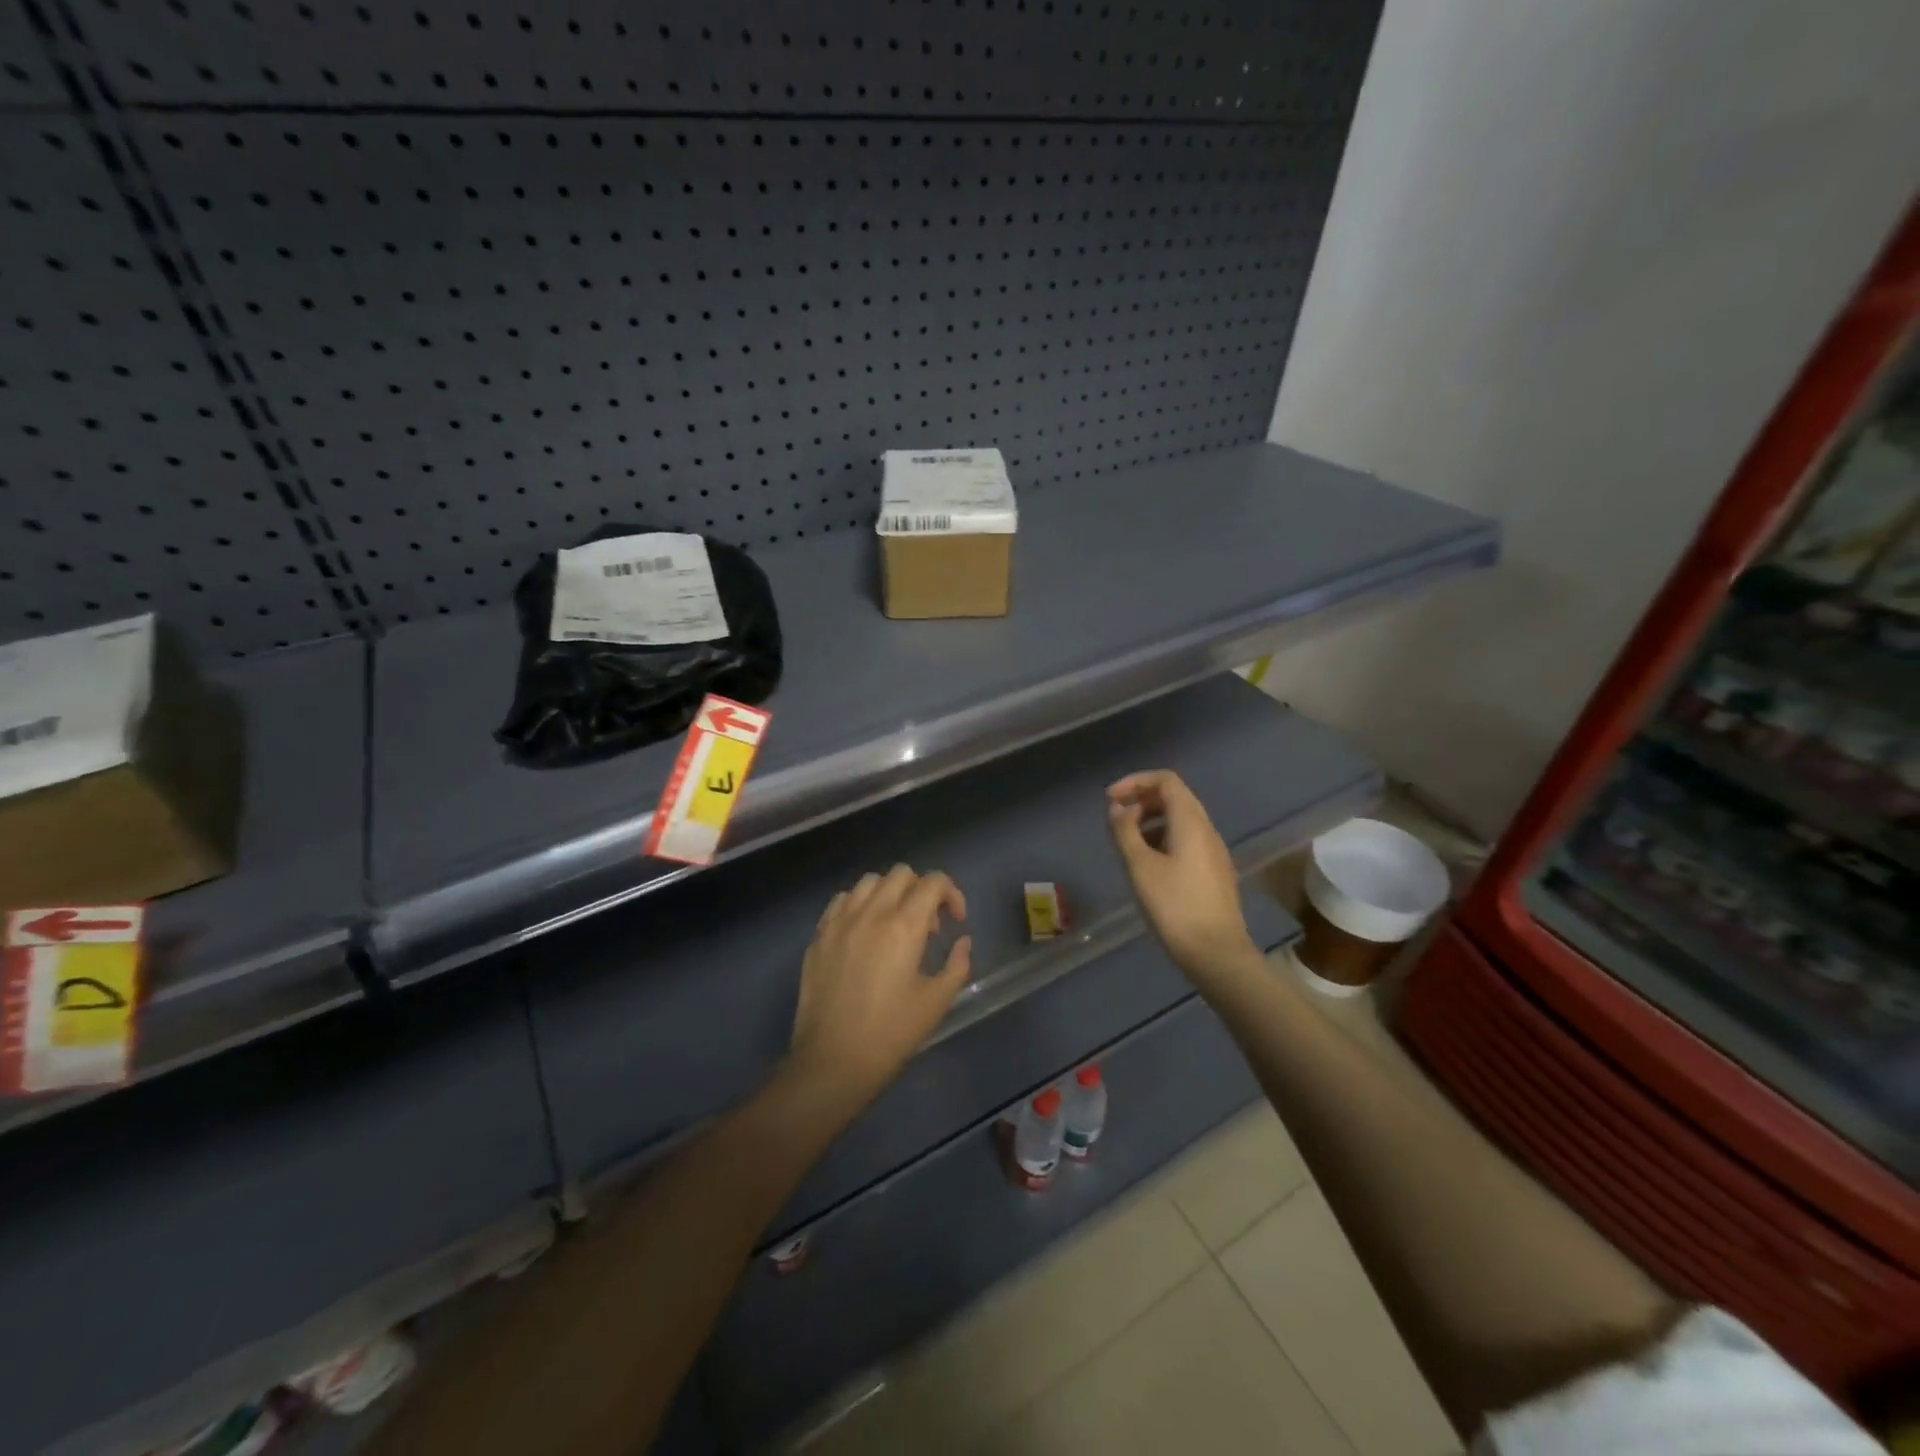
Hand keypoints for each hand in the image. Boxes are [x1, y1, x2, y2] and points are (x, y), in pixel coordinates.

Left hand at [789, 865, 971, 1113]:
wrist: (832, 1061)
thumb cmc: (891, 1034)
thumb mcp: (935, 1002)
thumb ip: (956, 964)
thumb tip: (962, 941)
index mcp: (904, 926)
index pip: (933, 882)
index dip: (952, 893)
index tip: (955, 921)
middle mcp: (870, 913)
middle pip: (901, 874)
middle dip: (922, 890)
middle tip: (927, 925)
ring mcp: (839, 922)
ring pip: (869, 882)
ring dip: (889, 893)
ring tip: (894, 924)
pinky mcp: (818, 936)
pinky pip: (841, 901)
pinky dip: (858, 904)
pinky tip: (863, 931)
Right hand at [1107, 771, 1259, 983]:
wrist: (1216, 953)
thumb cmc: (1174, 906)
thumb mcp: (1140, 866)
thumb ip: (1124, 831)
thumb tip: (1117, 809)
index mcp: (1191, 821)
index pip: (1166, 781)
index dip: (1135, 782)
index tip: (1110, 800)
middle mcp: (1207, 829)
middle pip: (1175, 797)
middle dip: (1142, 800)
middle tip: (1116, 820)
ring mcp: (1214, 851)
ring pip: (1181, 820)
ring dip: (1151, 821)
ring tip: (1127, 843)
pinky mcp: (1214, 871)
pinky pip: (1187, 840)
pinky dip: (1163, 838)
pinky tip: (1148, 864)